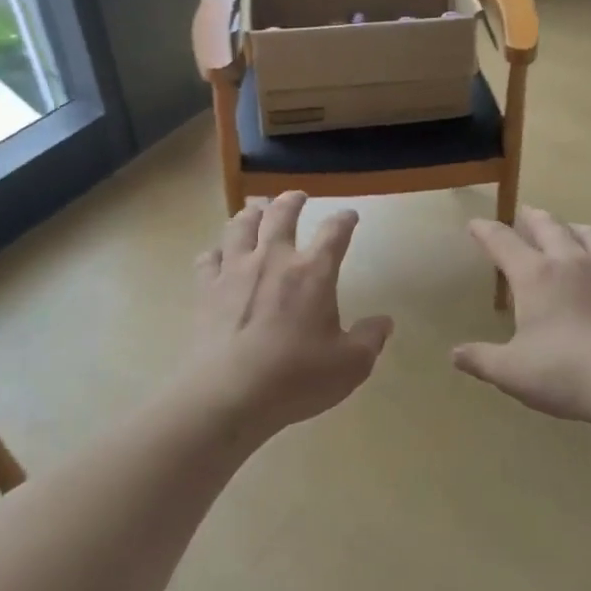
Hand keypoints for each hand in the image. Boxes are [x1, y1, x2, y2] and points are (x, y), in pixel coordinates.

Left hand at [185, 192, 393, 430]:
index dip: (344, 220)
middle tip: (296, 196)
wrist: (229, 394)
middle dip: (291, 201)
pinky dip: (216, 252)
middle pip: (281, 214)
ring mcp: (234, 270)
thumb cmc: (296, 378)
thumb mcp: (350, 365)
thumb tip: (385, 322)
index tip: (349, 216)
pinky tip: (217, 256)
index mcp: (312, 272)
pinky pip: (208, 258)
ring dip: (251, 214)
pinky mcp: (206, 289)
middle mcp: (273, 259)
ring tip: (255, 210)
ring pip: (240, 226)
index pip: (334, 233)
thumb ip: (370, 340)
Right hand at [452, 207, 590, 423]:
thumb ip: (480, 359)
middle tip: (522, 215)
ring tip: (566, 231)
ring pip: (588, 233)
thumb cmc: (565, 372)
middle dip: (530, 217)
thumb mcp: (511, 371)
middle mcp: (570, 261)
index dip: (484, 230)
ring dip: (571, 227)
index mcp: (535, 275)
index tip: (474, 224)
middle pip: (548, 225)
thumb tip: (455, 354)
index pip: (502, 240)